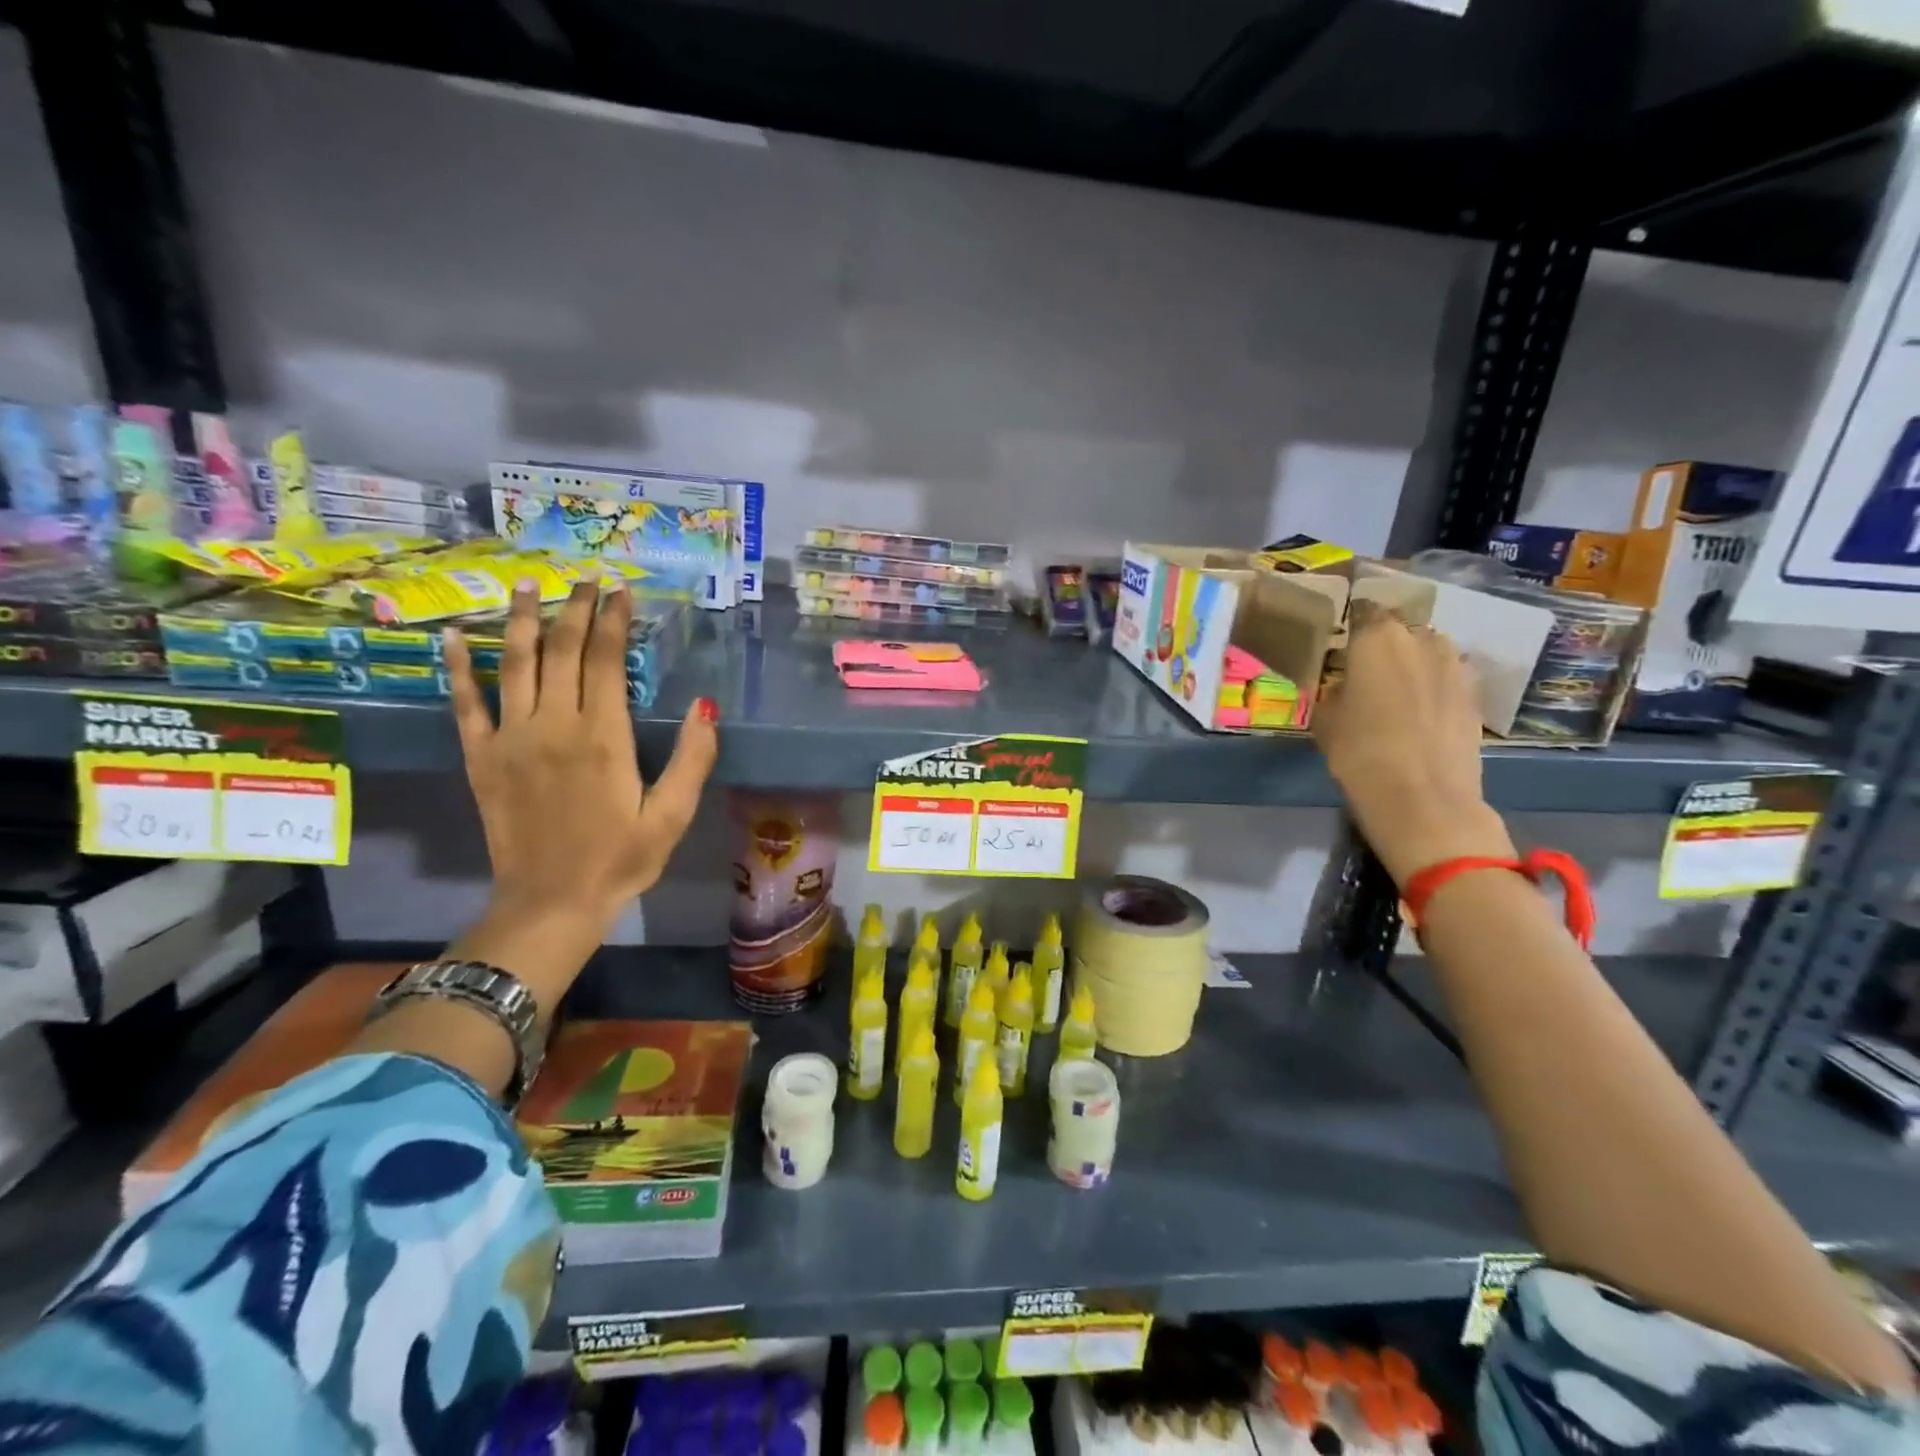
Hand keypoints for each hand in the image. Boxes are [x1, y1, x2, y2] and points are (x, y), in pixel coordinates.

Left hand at [443, 578, 719, 936]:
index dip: (614, 621)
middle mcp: (553, 725)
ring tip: (529, 585)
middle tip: (585, 579)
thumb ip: (693, 759)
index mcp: (603, 737)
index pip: (606, 661)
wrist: (550, 902)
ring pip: (516, 664)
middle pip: (563, 651)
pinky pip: (465, 703)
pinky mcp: (481, 758)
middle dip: (576, 609)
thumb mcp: (672, 816)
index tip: (621, 591)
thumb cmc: (621, 860)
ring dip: (524, 620)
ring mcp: (511, 739)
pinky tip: (456, 635)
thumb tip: (706, 705)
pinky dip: (459, 667)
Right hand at [1311, 602, 1513, 884]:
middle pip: (1399, 629)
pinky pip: (1446, 678)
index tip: (1341, 640)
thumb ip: (1335, 690)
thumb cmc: (1359, 753)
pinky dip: (1432, 687)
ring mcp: (1455, 665)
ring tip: (1393, 690)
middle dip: (1384, 643)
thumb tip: (1345, 684)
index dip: (1353, 623)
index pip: (1364, 611)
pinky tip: (1417, 712)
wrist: (1423, 798)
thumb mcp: (1325, 719)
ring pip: (1427, 652)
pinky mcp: (1475, 694)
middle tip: (1364, 669)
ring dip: (1411, 663)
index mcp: (1377, 638)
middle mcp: (1420, 639)